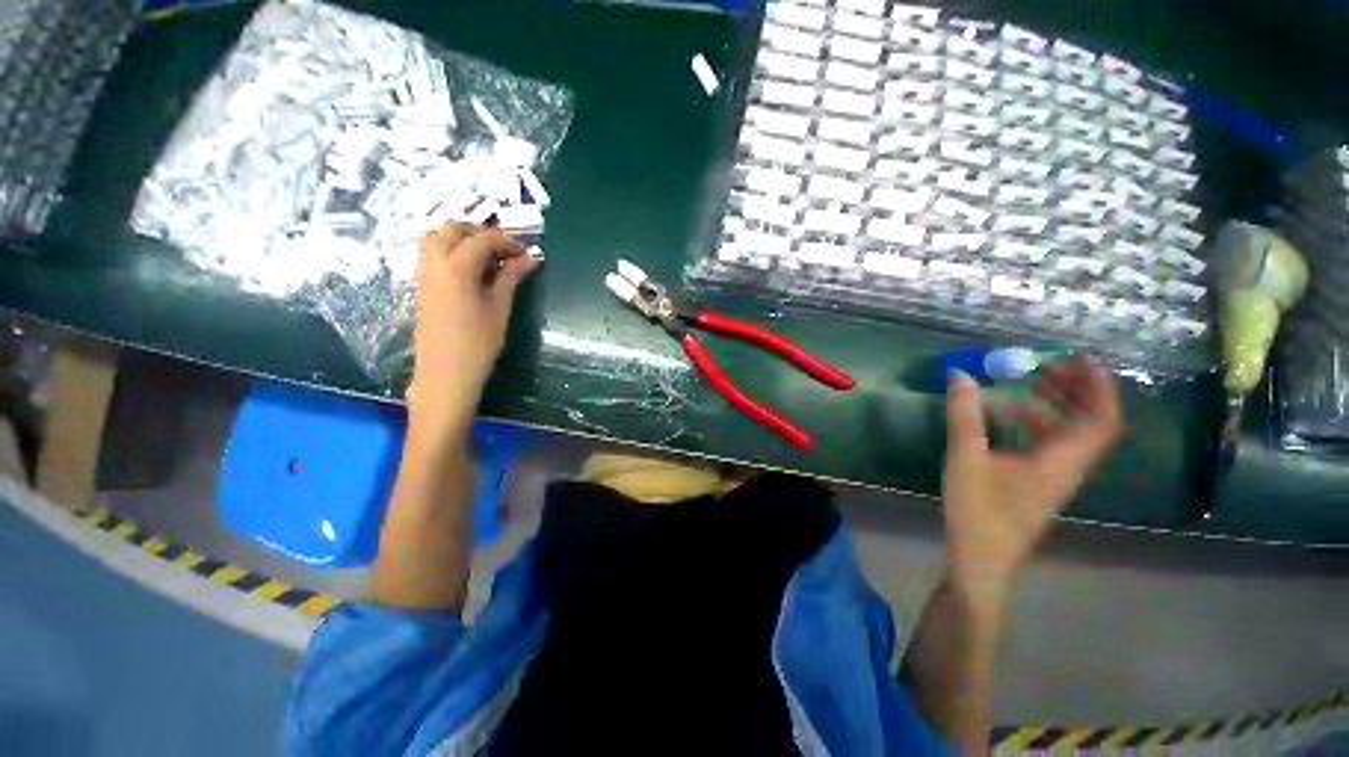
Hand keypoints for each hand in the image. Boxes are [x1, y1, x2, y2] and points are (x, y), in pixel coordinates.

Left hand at [408, 222, 538, 444]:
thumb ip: (511, 278)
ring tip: (489, 258)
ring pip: (437, 238)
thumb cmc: (479, 344)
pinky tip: (473, 272)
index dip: (507, 242)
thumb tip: (530, 258)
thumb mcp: (500, 308)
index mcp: (457, 268)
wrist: (445, 374)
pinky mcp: (422, 286)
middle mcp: (434, 264)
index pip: (482, 239)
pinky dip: (452, 251)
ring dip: (463, 239)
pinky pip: (433, 255)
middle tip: (505, 250)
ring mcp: (424, 274)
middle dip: (481, 232)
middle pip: (452, 229)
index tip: (526, 254)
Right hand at [941, 356, 1124, 589]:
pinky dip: (1041, 422)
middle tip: (1049, 365)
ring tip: (1031, 383)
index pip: (1102, 419)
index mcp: (1060, 462)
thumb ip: (964, 416)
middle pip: (1093, 423)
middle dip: (1078, 389)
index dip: (1099, 386)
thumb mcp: (965, 459)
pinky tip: (1009, 416)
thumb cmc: (977, 512)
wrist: (981, 560)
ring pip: (1074, 434)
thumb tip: (961, 375)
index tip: (1079, 358)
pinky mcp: (1041, 483)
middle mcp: (1069, 468)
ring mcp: (1056, 477)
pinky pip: (1054, 444)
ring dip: (1060, 404)